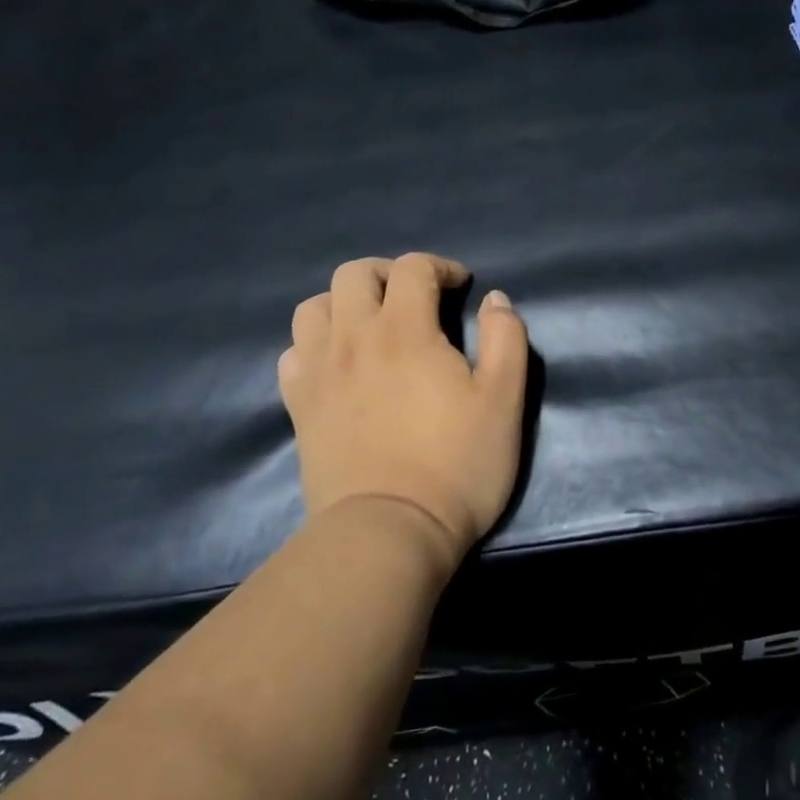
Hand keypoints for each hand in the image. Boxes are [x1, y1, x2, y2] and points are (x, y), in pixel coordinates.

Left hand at [279, 254, 528, 571]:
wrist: (387, 533)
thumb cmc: (456, 464)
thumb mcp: (504, 401)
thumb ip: (506, 339)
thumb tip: (495, 299)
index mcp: (405, 330)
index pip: (412, 268)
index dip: (440, 266)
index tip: (461, 286)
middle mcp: (354, 339)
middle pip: (353, 274)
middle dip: (388, 272)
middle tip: (415, 296)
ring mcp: (319, 373)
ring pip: (313, 308)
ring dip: (344, 303)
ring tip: (371, 324)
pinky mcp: (299, 408)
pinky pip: (293, 354)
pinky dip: (314, 345)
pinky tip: (337, 364)